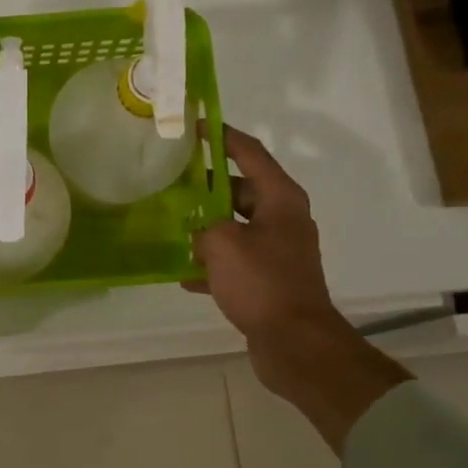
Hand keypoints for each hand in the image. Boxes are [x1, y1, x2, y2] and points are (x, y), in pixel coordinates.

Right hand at [187, 124, 408, 451]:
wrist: (294, 342)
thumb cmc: (262, 282)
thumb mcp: (223, 244)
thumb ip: (204, 227)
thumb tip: (199, 234)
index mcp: (281, 199)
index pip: (250, 154)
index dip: (223, 137)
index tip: (196, 126)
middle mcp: (283, 220)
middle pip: (241, 191)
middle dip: (207, 187)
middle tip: (173, 182)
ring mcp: (277, 252)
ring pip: (235, 227)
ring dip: (207, 227)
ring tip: (172, 224)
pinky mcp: (269, 280)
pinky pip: (235, 262)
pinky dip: (212, 264)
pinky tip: (183, 274)